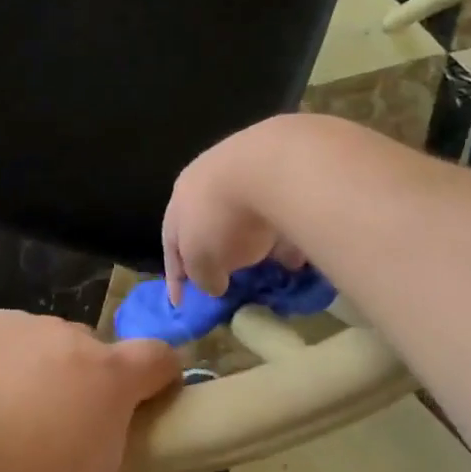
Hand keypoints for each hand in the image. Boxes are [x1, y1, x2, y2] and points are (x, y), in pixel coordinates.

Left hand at [0, 311, 179, 471]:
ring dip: (23, 381)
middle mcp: (56, 336)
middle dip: (82, 388)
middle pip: (87, 353)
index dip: (163, 379)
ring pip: (28, 348)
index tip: (152, 405)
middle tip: (52, 440)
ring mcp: (0, 325)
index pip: (158, 359)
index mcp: (103, 378)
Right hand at [163, 119, 305, 304]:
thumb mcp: (201, 260)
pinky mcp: (283, 171)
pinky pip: (280, 211)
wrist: (272, 167)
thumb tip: (213, 285)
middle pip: (209, 224)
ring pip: (246, 216)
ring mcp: (247, 172)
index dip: (176, 276)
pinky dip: (284, 233)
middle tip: (229, 278)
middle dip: (218, 252)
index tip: (181, 304)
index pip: (172, 243)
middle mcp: (209, 181)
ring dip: (255, 242)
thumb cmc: (222, 217)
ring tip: (269, 268)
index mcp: (180, 200)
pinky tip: (298, 253)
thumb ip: (201, 276)